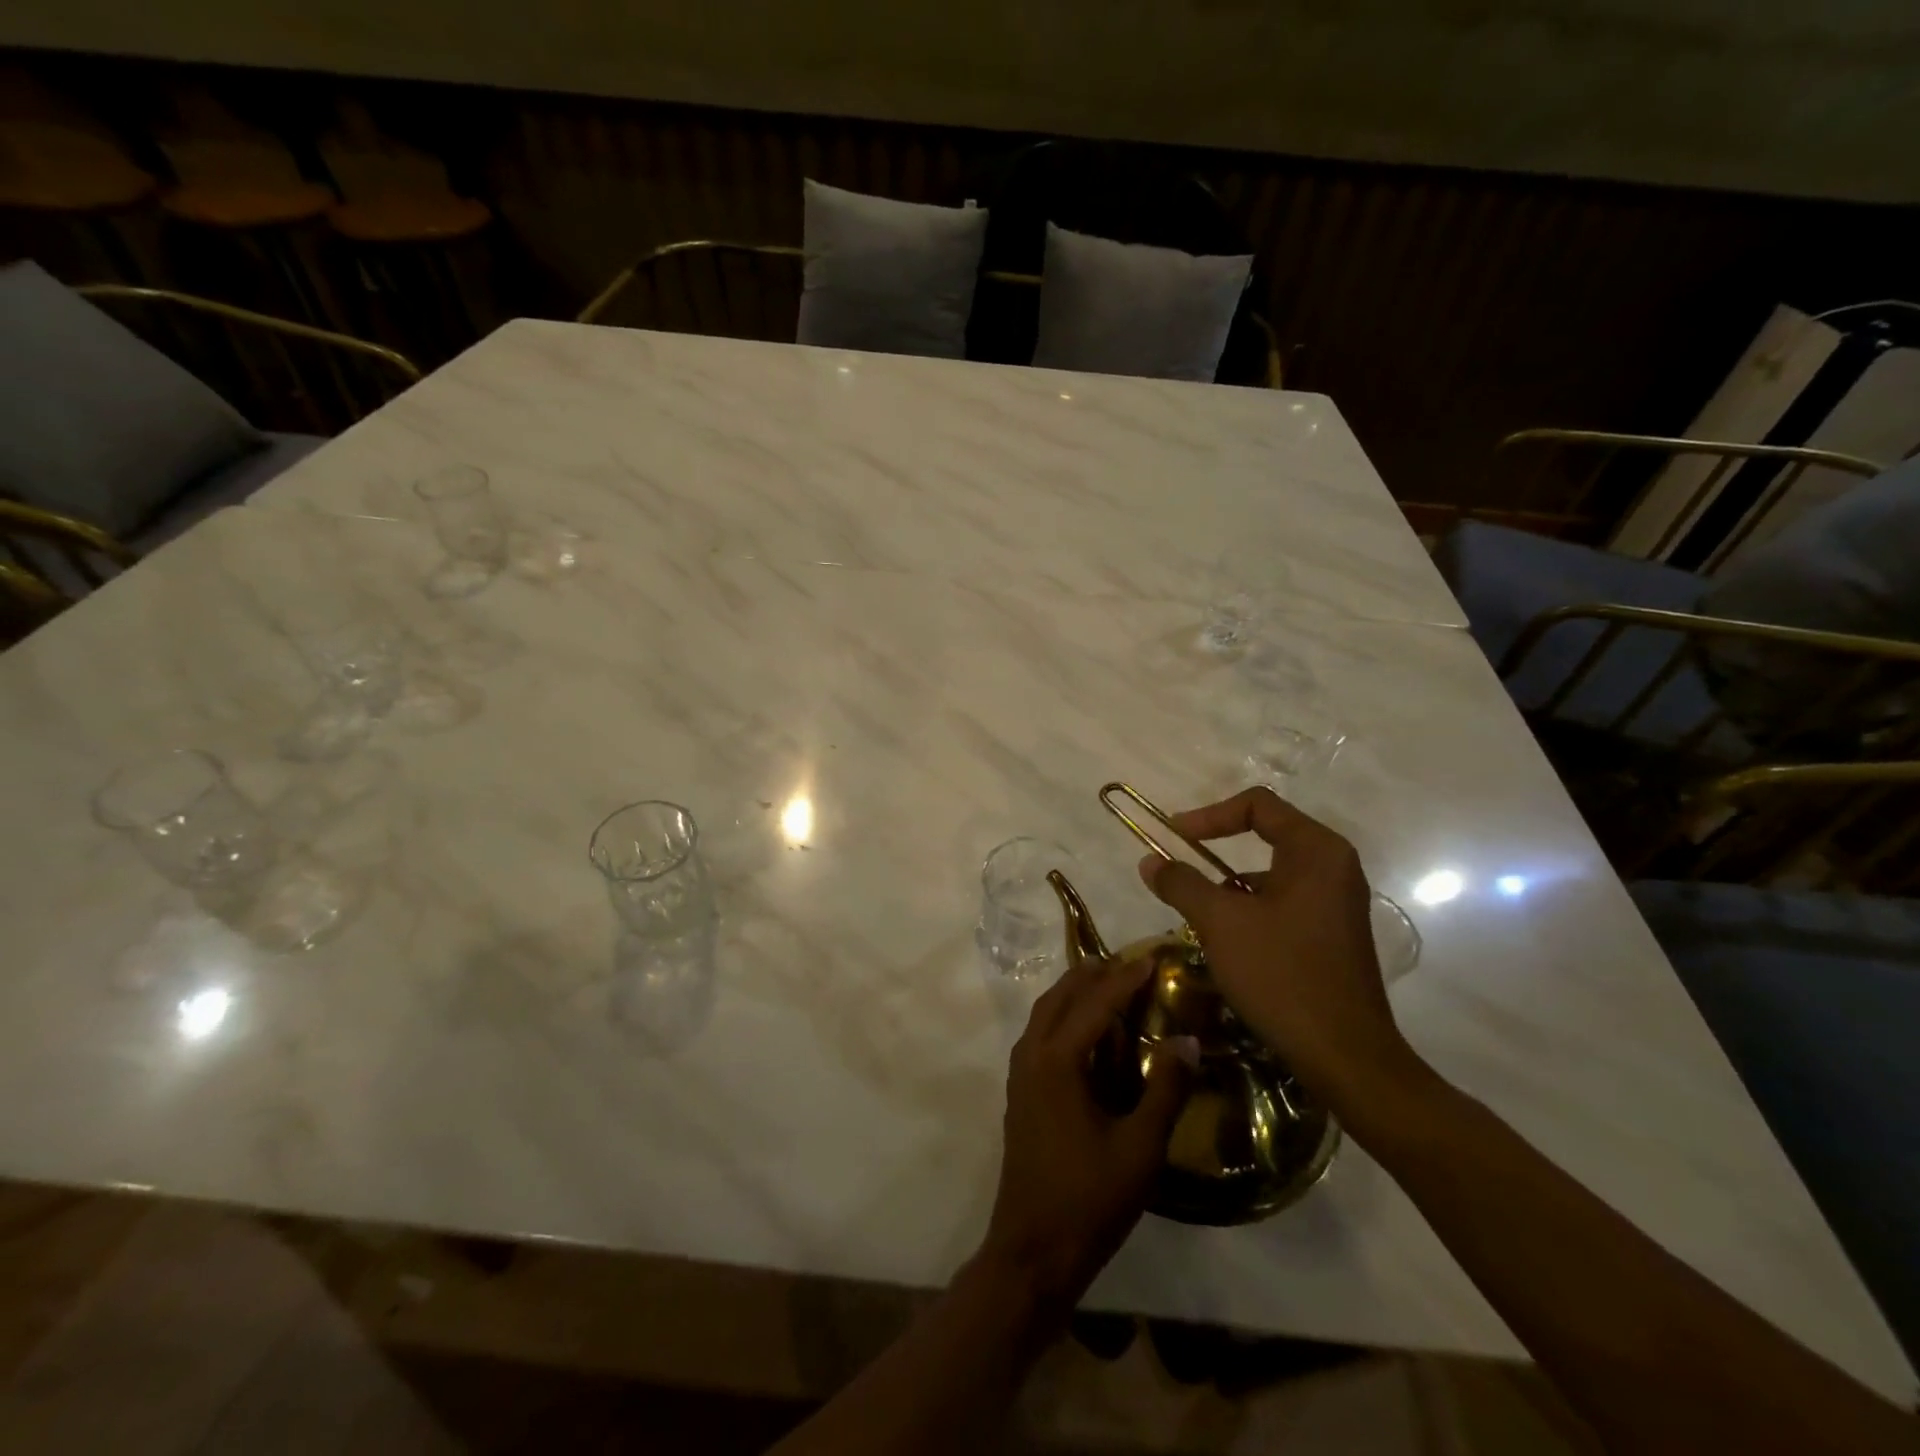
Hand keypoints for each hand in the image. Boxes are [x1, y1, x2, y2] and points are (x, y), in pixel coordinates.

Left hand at [979, 956, 1193, 1310]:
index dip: (1124, 980)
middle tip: (1126, 963)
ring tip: (1105, 985)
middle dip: (1091, 975)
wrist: (1032, 1250)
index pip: (1094, 1004)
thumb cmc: (1089, 1199)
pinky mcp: (1020, 1093)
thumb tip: (1187, 1040)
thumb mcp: (1140, 1148)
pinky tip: (1085, 1034)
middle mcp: (1032, 1056)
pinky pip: (1039, 1035)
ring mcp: (1020, 1075)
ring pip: (1044, 1015)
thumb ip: (1164, 1090)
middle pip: (1059, 998)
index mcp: (1058, 1061)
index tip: (1151, 960)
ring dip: (1072, 993)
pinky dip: (1062, 1018)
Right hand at [1137, 786, 1409, 1105]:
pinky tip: (1229, 944)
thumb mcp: (1220, 923)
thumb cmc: (1282, 975)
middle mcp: (1335, 867)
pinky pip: (1285, 903)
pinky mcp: (1334, 934)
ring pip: (1272, 874)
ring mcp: (1338, 902)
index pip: (1258, 805)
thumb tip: (1150, 861)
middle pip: (1266, 835)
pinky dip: (1251, 910)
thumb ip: (1181, 883)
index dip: (1209, 815)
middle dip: (1216, 851)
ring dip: (1230, 886)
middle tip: (1181, 869)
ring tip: (1198, 916)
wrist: (1345, 1056)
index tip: (1174, 837)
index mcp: (1316, 851)